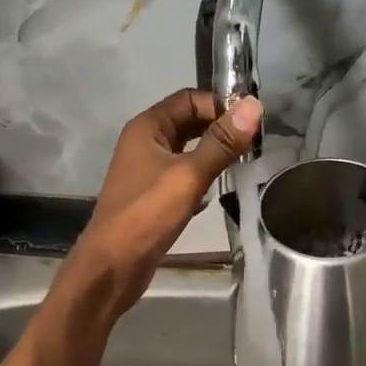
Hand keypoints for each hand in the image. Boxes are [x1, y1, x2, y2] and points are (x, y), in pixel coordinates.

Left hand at [59, 89, 261, 321]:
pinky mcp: (152, 197)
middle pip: (188, 123)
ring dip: (212, 155)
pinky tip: (217, 193)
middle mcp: (144, 143)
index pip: (188, 99)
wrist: (112, 266)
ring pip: (186, 152)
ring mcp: (146, 171)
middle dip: (219, 130)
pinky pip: (181, 177)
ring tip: (243, 165)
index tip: (250, 124)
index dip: (219, 106)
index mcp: (147, 128)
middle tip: (253, 145)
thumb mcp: (188, 175)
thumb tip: (253, 106)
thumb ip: (221, 143)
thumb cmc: (147, 215)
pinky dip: (201, 179)